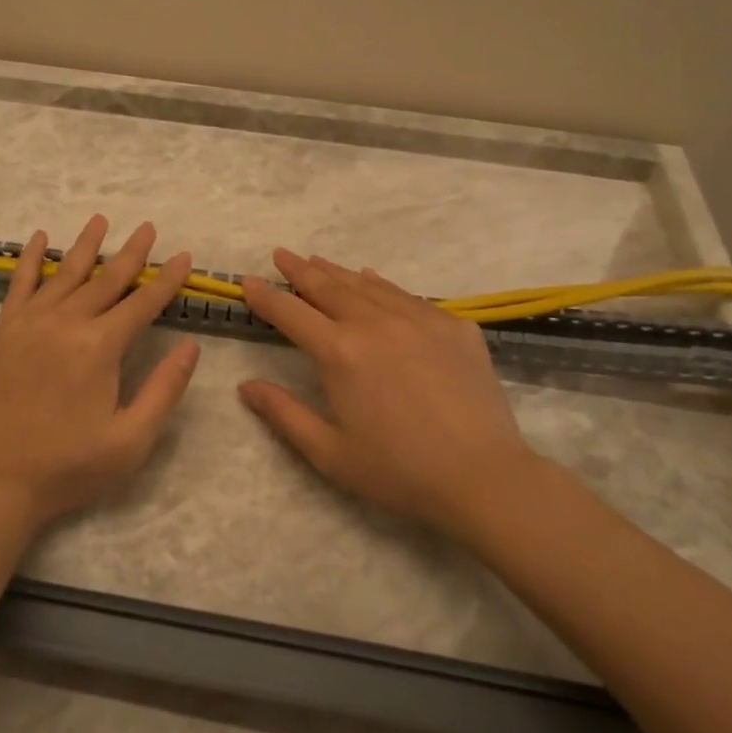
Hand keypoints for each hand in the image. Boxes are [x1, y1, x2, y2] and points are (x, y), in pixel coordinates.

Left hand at [0, 215, 200, 530]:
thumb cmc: (69, 467)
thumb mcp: (131, 441)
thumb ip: (164, 390)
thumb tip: (190, 347)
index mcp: (100, 348)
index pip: (143, 303)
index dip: (167, 280)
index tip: (184, 256)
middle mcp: (67, 323)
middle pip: (107, 279)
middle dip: (132, 253)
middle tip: (148, 227)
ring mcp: (31, 324)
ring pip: (66, 273)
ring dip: (86, 245)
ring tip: (100, 220)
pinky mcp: (4, 332)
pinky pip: (20, 285)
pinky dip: (30, 259)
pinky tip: (39, 239)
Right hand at [238, 249, 534, 541]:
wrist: (485, 477)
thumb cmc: (399, 471)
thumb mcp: (330, 453)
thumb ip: (284, 414)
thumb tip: (245, 386)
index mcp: (340, 353)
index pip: (291, 313)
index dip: (265, 296)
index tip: (247, 281)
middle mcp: (375, 324)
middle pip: (328, 286)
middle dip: (299, 269)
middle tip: (281, 254)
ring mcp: (418, 319)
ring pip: (367, 285)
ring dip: (337, 271)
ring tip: (317, 261)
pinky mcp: (453, 325)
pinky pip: (406, 295)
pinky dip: (380, 284)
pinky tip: (372, 279)